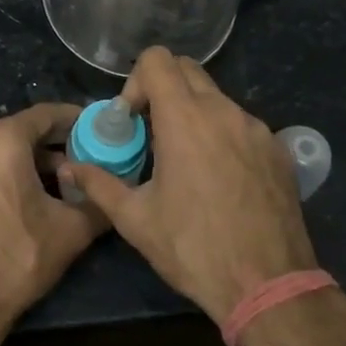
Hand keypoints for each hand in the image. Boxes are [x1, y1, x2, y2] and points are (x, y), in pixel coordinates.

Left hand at [0, 102, 107, 345]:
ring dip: (16, 165)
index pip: (45, 115)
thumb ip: (98, 201)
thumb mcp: (71, 231)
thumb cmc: (17, 258)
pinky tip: (5, 207)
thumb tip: (114, 192)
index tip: (92, 128)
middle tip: (73, 166)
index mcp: (1, 139)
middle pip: (16, 134)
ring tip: (41, 189)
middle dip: (46, 147)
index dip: (72, 120)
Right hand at [61, 47, 315, 322]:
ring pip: (216, 97)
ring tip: (184, 159)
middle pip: (187, 69)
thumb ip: (99, 184)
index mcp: (185, 119)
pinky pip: (241, 123)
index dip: (136, 81)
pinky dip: (222, 133)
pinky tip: (219, 178)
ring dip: (193, 113)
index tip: (132, 120)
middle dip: (162, 90)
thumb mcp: (136, 220)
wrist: (269, 286)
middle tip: (151, 132)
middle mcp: (223, 111)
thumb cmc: (194, 249)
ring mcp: (256, 128)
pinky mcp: (277, 149)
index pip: (158, 59)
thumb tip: (69, 167)